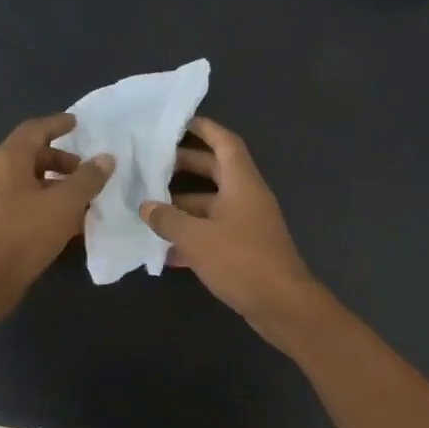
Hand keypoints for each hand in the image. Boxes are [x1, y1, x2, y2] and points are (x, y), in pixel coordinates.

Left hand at [0, 113, 112, 317]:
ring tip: (80, 198)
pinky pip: (21, 200)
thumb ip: (88, 179)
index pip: (35, 129)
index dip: (58, 124)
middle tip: (85, 171)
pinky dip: (43, 201)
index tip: (78, 124)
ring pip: (26, 179)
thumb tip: (106, 158)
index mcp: (7, 158)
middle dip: (60, 159)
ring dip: (54, 183)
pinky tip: (63, 221)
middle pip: (30, 154)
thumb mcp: (65, 204)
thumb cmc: (25, 233)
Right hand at [141, 117, 324, 341]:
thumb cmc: (241, 261)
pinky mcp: (244, 250)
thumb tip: (146, 206)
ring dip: (182, 206)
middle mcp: (247, 197)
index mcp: (242, 183)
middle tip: (151, 164)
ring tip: (147, 206)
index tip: (177, 122)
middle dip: (184, 167)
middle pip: (215, 172)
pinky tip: (164, 249)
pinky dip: (192, 236)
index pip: (224, 142)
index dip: (204, 128)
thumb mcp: (197, 238)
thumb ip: (168, 219)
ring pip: (211, 205)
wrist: (282, 305)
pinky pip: (213, 233)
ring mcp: (247, 224)